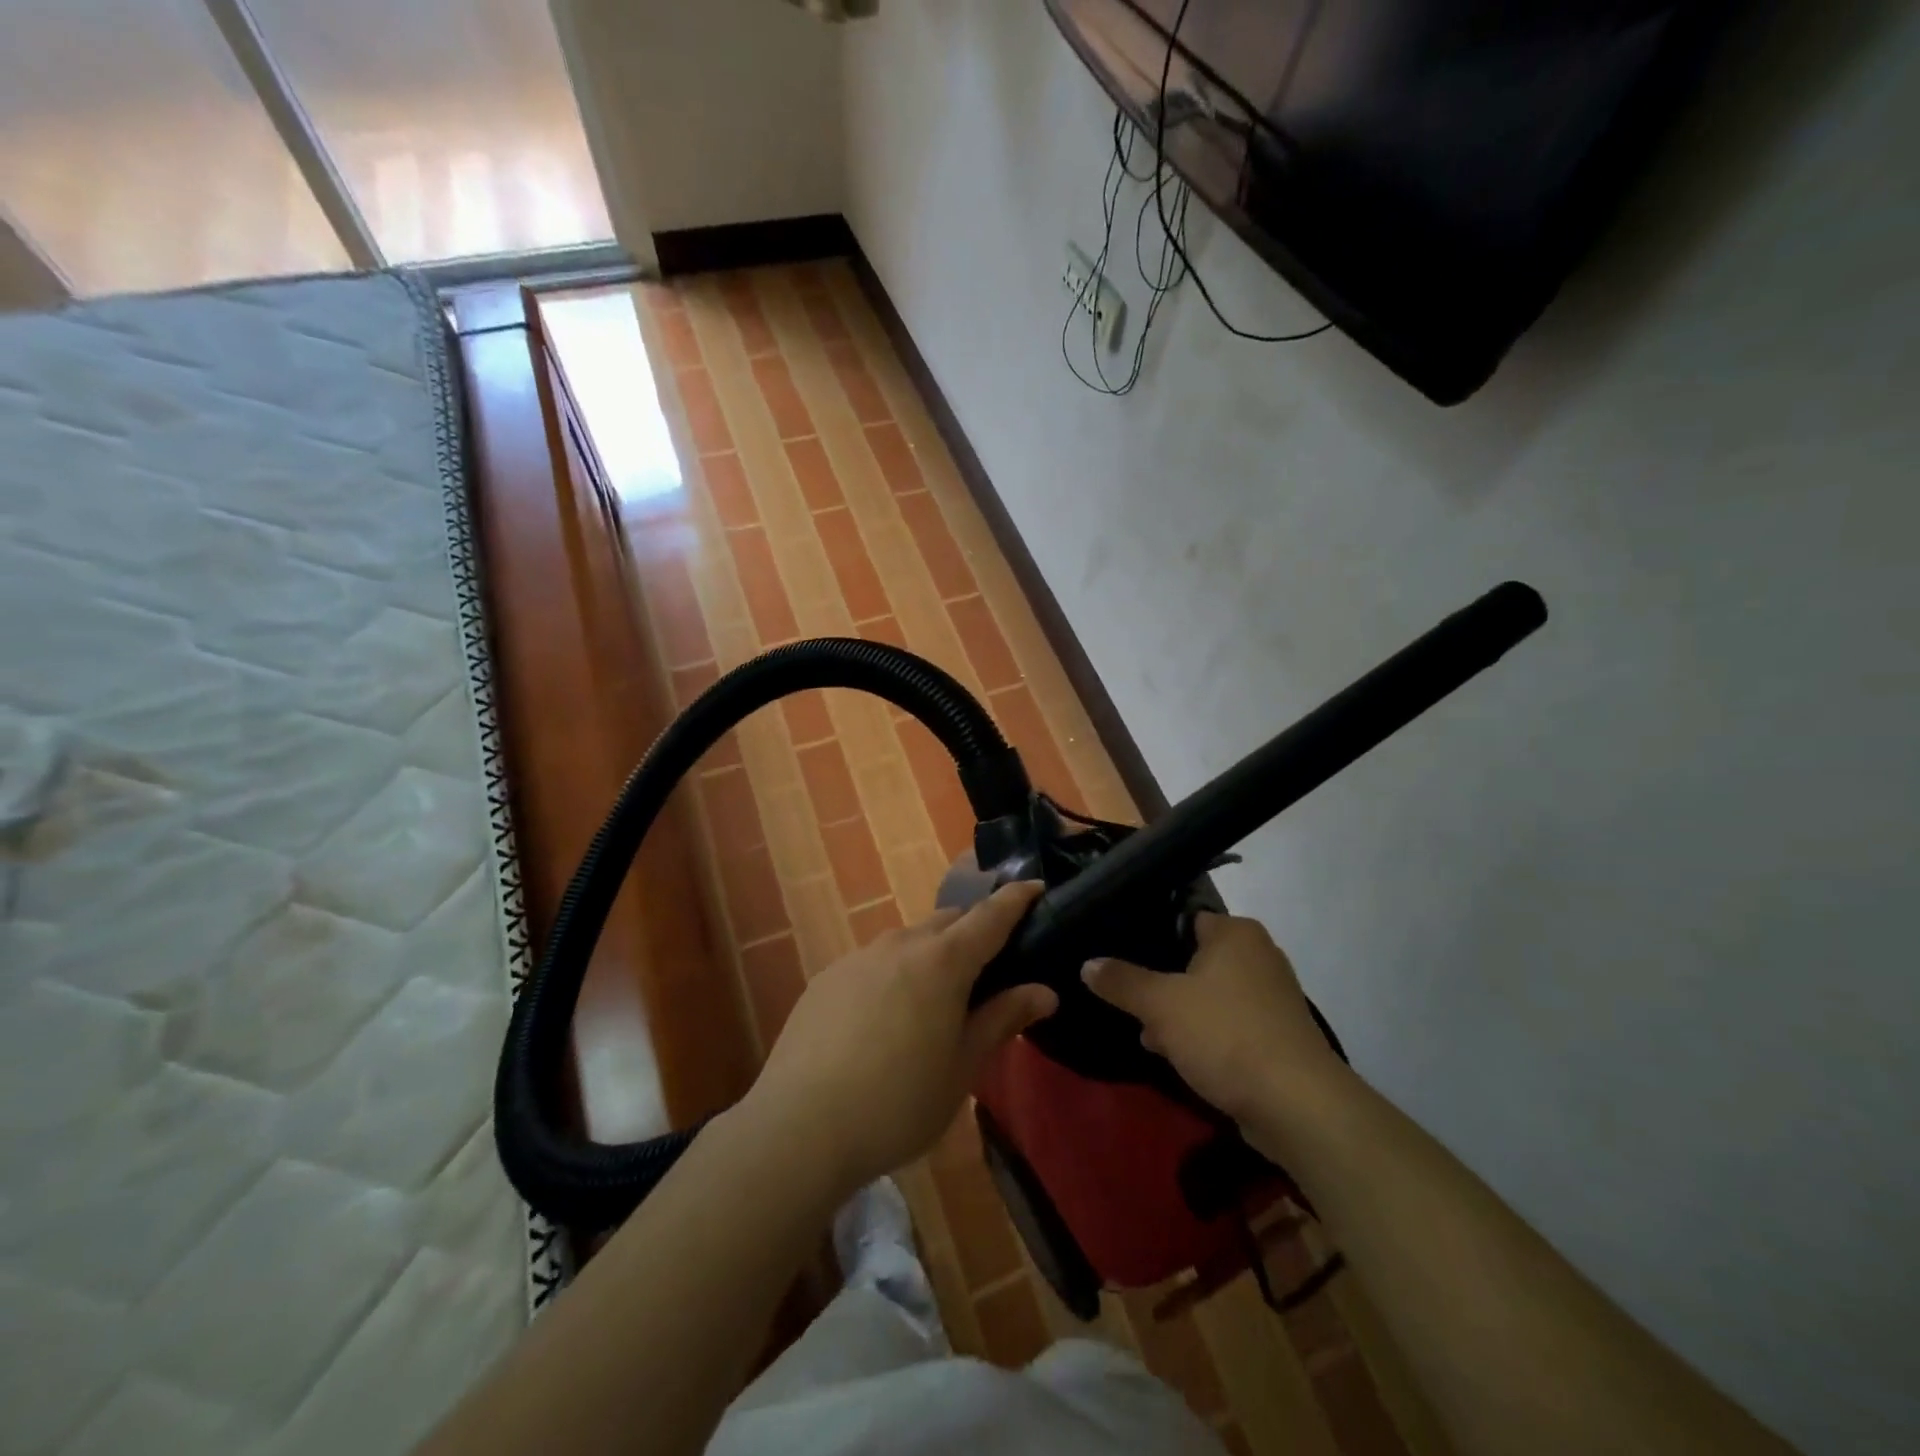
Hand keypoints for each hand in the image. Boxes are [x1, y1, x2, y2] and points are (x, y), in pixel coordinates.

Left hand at [744, 882, 1056, 1193]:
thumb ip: (1002, 1019)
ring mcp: (859, 957)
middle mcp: (901, 944)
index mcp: (943, 961)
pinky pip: (874, 962)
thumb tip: (1044, 991)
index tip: (1036, 886)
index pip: (990, 916)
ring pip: (908, 940)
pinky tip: (884, 1018)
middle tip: (989, 965)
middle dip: (973, 930)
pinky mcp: (828, 977)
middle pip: (948, 921)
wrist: (800, 1126)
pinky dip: (894, 974)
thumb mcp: (963, 1067)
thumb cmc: (899, 1102)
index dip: (1016, 899)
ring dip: (931, 954)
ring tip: (935, 999)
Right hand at [1082, 913, 1345, 1123]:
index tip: (1119, 955)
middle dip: (1161, 982)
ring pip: (1208, 995)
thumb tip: (1087, 964)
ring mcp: (1271, 998)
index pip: (1183, 918)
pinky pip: (1227, 1025)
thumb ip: (1122, 981)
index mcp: (1236, 933)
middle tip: (1128, 998)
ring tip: (1147, 1033)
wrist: (1297, 1107)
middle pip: (1193, 959)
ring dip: (1180, 1013)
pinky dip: (1204, 1036)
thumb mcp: (1160, 1005)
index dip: (1150, 936)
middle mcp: (1259, 955)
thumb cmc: (1226, 1036)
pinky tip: (1177, 1056)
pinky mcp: (1276, 1036)